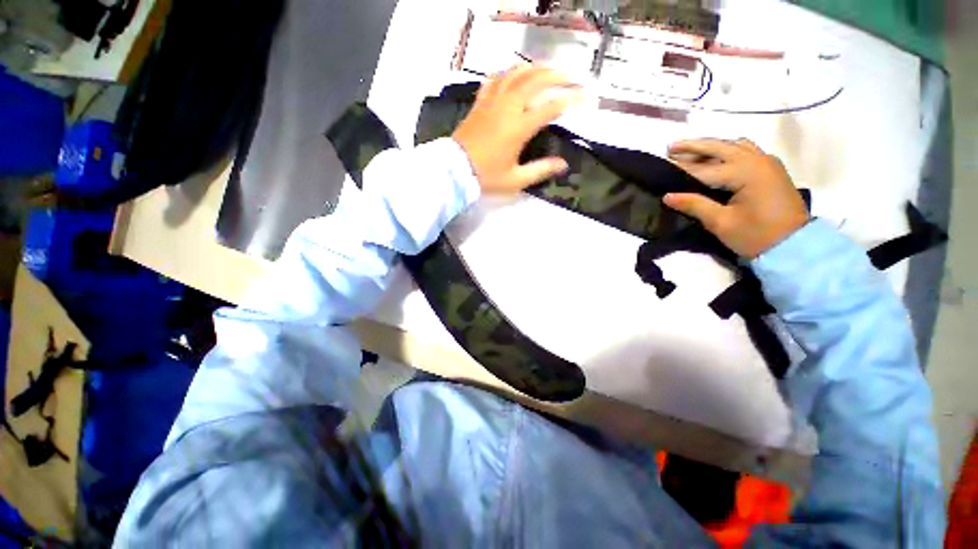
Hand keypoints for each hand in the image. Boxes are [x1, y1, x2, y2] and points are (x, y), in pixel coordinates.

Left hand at [453, 64, 583, 193]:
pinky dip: (507, 73)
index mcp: (519, 127)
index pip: (550, 107)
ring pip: (516, 74)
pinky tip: (512, 74)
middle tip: (571, 77)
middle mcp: (508, 107)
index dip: (570, 99)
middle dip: (557, 75)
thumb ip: (540, 170)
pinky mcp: (480, 103)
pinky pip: (494, 79)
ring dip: (534, 68)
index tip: (585, 95)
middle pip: (536, 80)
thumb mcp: (516, 179)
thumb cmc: (486, 177)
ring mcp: (492, 102)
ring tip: (547, 69)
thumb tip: (563, 165)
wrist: (454, 170)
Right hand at [664, 138, 808, 258]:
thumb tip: (667, 196)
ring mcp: (767, 162)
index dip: (681, 168)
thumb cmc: (756, 236)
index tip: (661, 166)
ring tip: (691, 150)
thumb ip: (694, 205)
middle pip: (720, 147)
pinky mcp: (770, 169)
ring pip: (734, 145)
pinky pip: (746, 150)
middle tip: (670, 147)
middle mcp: (757, 160)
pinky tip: (718, 156)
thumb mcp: (721, 223)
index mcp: (746, 173)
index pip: (705, 168)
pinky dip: (728, 149)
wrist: (794, 245)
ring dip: (711, 146)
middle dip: (694, 146)